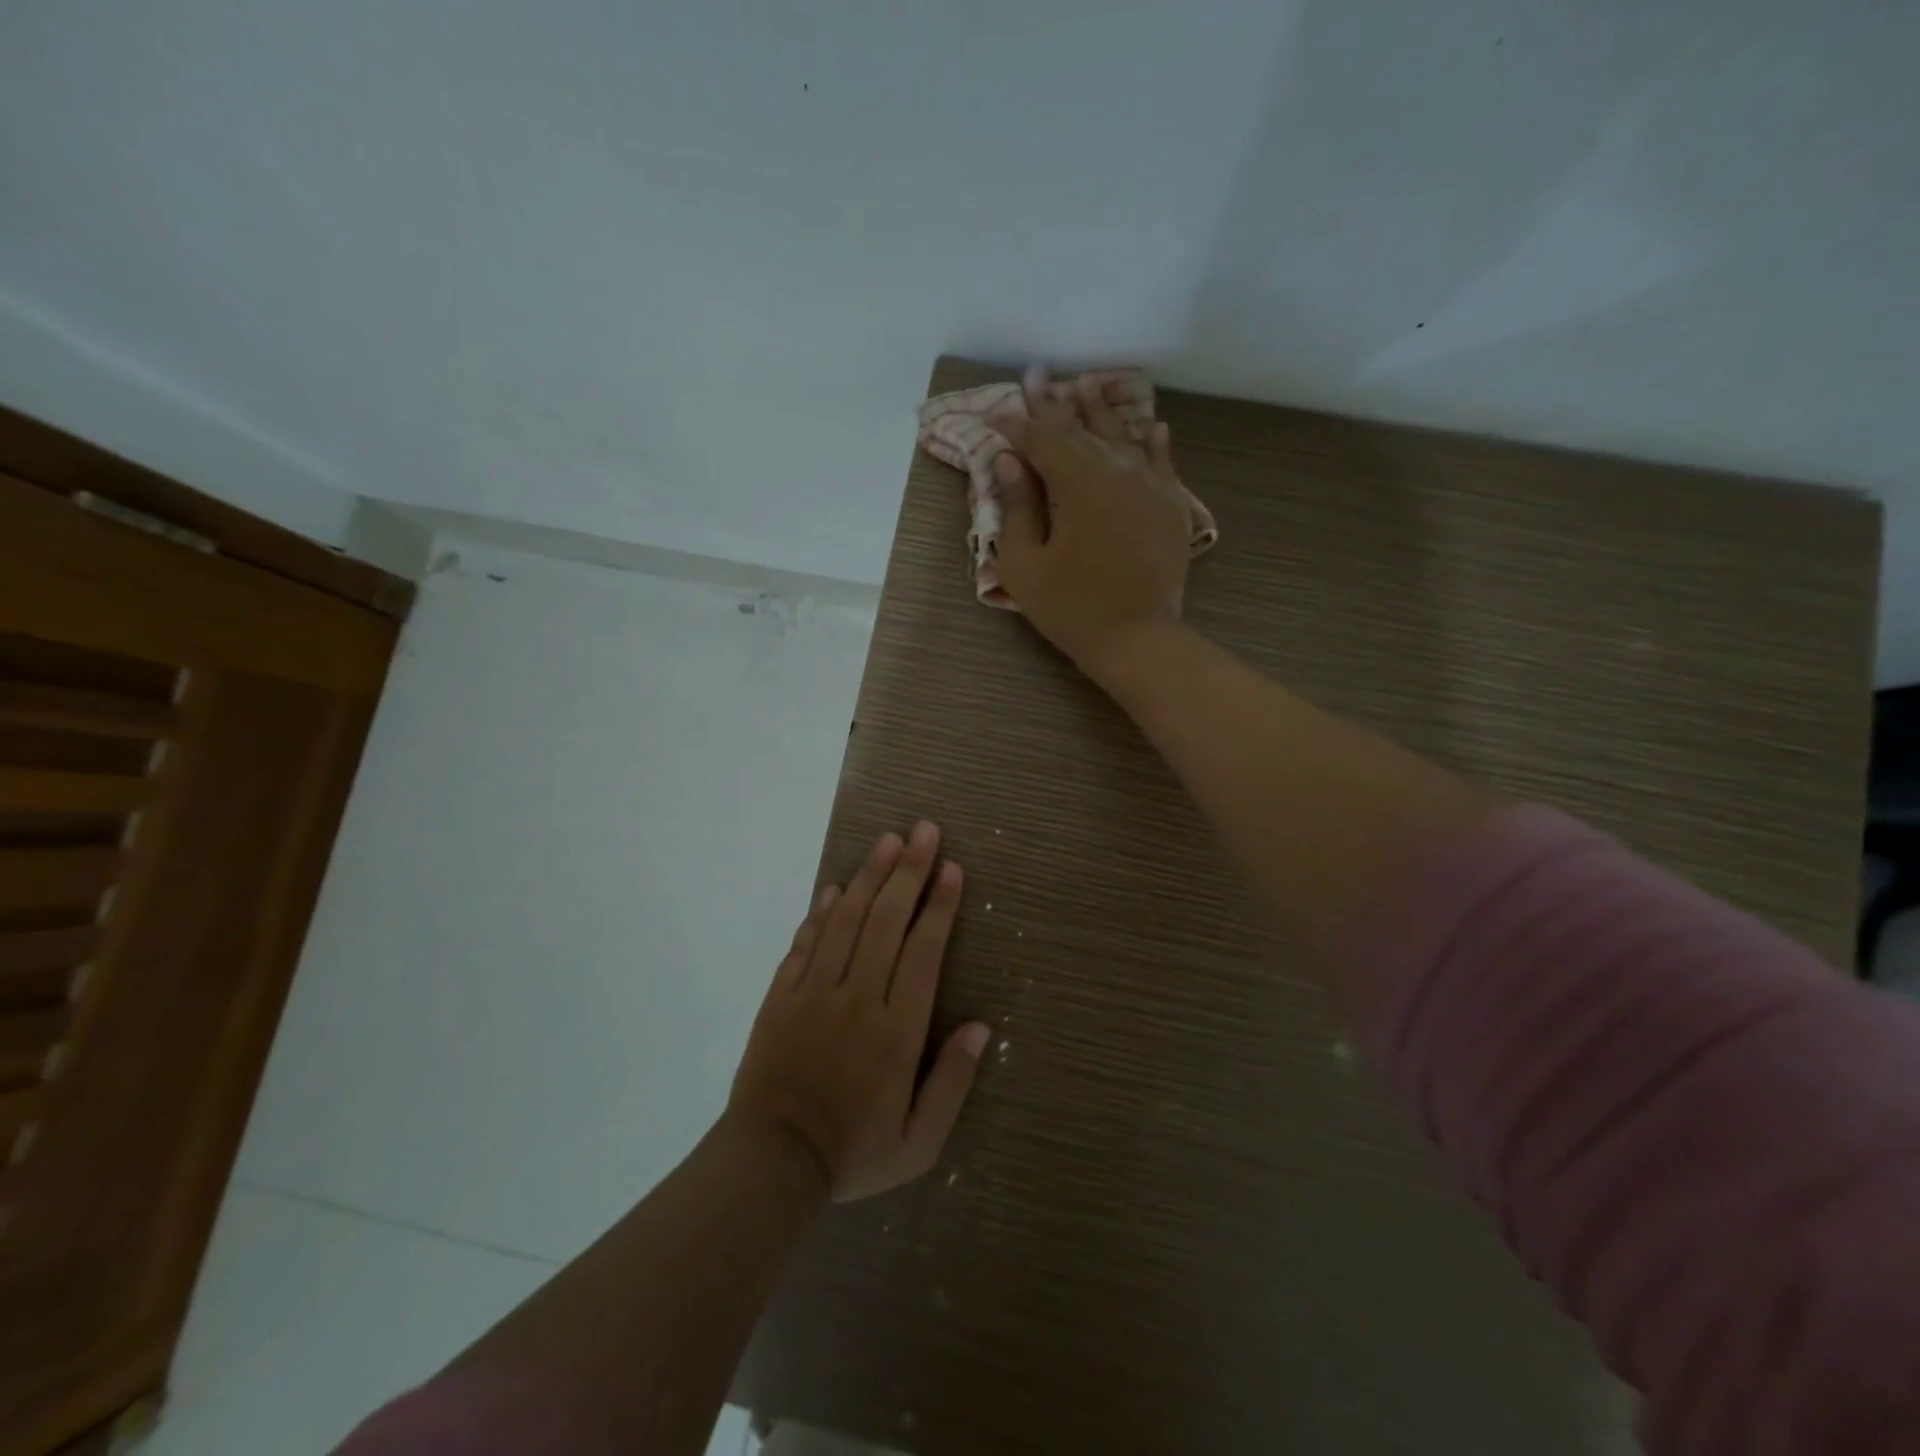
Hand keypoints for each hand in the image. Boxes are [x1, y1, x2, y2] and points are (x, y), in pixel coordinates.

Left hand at [729, 822, 990, 1201]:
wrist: (770, 1162)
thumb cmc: (852, 1153)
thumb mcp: (918, 1143)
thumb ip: (952, 1084)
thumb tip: (981, 1028)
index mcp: (897, 1030)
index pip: (923, 951)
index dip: (940, 906)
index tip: (952, 869)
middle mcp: (858, 998)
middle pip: (888, 921)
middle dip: (909, 871)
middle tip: (925, 830)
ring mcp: (815, 992)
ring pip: (847, 920)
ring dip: (869, 877)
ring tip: (887, 840)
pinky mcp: (782, 995)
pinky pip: (805, 942)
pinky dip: (821, 911)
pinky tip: (836, 887)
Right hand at [992, 370, 1192, 675]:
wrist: (1138, 639)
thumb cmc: (1071, 608)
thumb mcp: (1026, 566)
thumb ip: (1018, 508)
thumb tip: (1009, 462)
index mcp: (1079, 483)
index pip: (1042, 440)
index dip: (1016, 425)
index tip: (995, 413)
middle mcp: (1118, 470)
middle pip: (1081, 429)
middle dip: (1054, 405)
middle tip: (1037, 377)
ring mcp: (1151, 485)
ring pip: (1123, 436)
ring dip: (1100, 411)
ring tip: (1084, 386)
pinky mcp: (1171, 506)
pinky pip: (1163, 462)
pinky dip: (1153, 442)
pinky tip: (1152, 427)